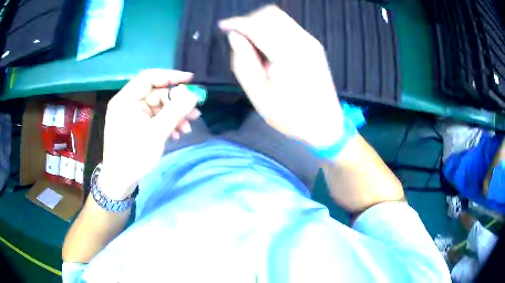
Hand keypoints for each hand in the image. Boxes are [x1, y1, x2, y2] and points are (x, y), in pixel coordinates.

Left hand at [100, 69, 199, 199]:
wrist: (119, 181)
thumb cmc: (134, 155)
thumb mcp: (156, 133)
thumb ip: (175, 111)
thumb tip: (193, 95)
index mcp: (126, 99)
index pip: (149, 77)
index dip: (170, 76)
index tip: (190, 80)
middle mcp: (128, 103)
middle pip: (156, 93)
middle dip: (176, 102)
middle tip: (194, 112)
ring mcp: (132, 115)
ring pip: (157, 107)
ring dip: (174, 115)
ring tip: (188, 127)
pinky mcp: (136, 125)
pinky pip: (154, 118)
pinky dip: (166, 123)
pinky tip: (177, 133)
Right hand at [219, 5, 342, 147]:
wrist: (324, 124)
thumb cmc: (290, 116)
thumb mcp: (259, 95)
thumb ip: (243, 61)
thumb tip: (235, 36)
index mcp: (288, 55)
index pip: (258, 25)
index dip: (237, 23)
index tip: (223, 26)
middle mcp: (303, 42)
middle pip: (270, 14)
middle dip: (250, 21)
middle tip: (239, 38)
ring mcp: (311, 41)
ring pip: (280, 17)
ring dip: (261, 24)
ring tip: (252, 44)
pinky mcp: (313, 44)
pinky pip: (288, 26)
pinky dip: (273, 29)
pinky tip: (267, 46)